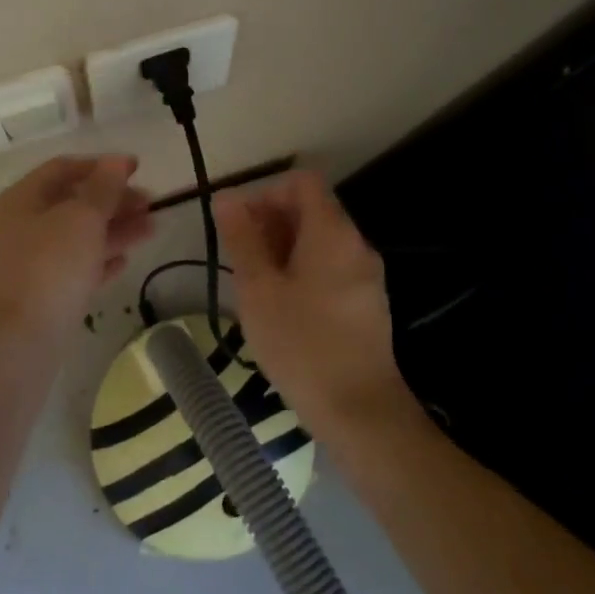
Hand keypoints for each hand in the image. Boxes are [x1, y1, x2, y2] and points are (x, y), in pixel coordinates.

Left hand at [0, 155, 153, 343]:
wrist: (20, 344)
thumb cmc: (50, 268)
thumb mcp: (82, 218)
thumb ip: (103, 187)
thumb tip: (117, 161)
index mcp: (21, 200)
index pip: (63, 169)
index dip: (101, 165)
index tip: (137, 169)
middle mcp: (20, 227)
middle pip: (72, 203)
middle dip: (113, 200)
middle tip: (150, 203)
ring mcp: (29, 263)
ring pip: (77, 236)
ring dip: (114, 229)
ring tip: (152, 228)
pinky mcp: (41, 295)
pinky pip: (75, 267)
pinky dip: (100, 260)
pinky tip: (125, 261)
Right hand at [215, 171, 414, 436]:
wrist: (360, 411)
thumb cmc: (301, 344)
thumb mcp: (258, 289)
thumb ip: (242, 239)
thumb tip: (226, 197)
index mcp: (332, 232)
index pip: (301, 182)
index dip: (266, 192)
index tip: (240, 224)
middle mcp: (356, 244)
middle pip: (312, 210)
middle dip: (271, 223)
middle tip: (239, 258)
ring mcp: (366, 275)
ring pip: (320, 242)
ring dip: (284, 249)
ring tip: (255, 284)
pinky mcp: (368, 303)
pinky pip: (331, 268)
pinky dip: (303, 271)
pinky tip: (281, 306)